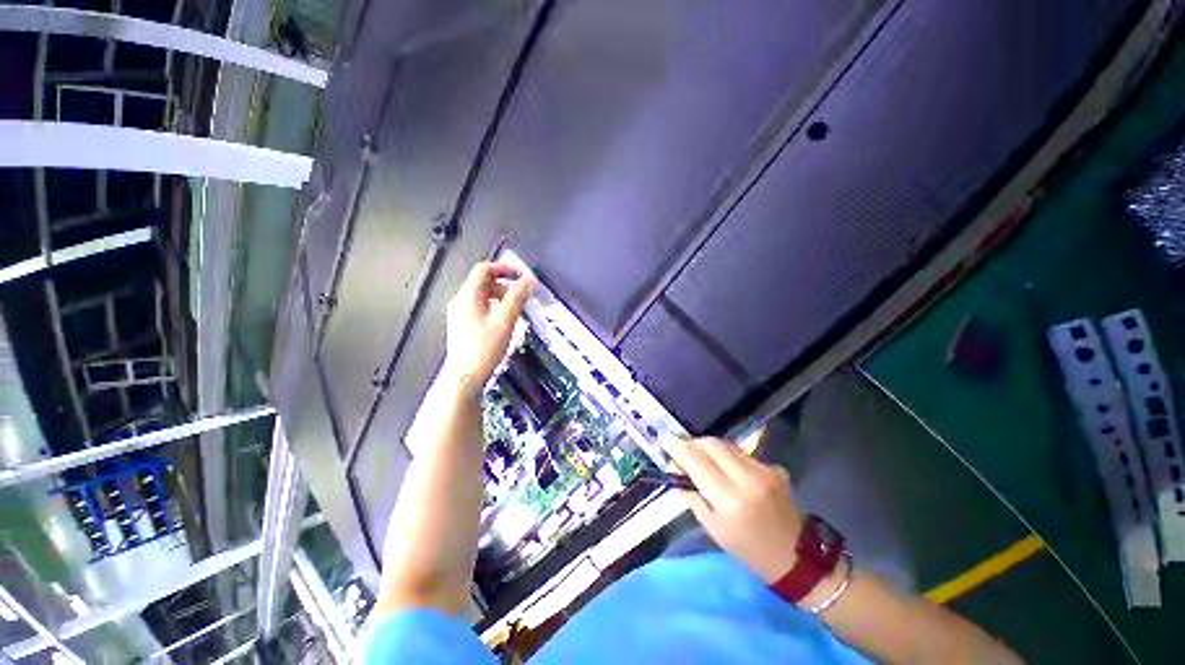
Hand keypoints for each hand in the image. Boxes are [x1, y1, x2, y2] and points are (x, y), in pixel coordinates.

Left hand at [443, 261, 534, 389]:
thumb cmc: (484, 348)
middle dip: (505, 286)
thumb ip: (517, 298)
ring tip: (517, 310)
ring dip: (501, 298)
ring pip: (483, 297)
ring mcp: (460, 315)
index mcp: (468, 296)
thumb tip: (528, 281)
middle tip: (523, 296)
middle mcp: (461, 302)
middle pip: (483, 283)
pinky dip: (495, 308)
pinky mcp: (463, 327)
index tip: (521, 276)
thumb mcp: (505, 321)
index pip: (483, 270)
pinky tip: (505, 322)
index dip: (503, 268)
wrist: (464, 378)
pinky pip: (481, 309)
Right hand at [664, 435, 803, 583]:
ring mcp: (763, 470)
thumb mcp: (713, 529)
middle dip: (694, 442)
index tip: (666, 440)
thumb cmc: (748, 549)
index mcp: (728, 498)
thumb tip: (676, 472)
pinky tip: (728, 468)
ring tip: (703, 456)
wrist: (796, 557)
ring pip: (728, 444)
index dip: (679, 448)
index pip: (696, 461)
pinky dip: (729, 456)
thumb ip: (693, 497)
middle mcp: (746, 478)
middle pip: (712, 444)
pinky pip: (743, 453)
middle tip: (684, 448)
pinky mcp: (775, 468)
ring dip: (711, 447)